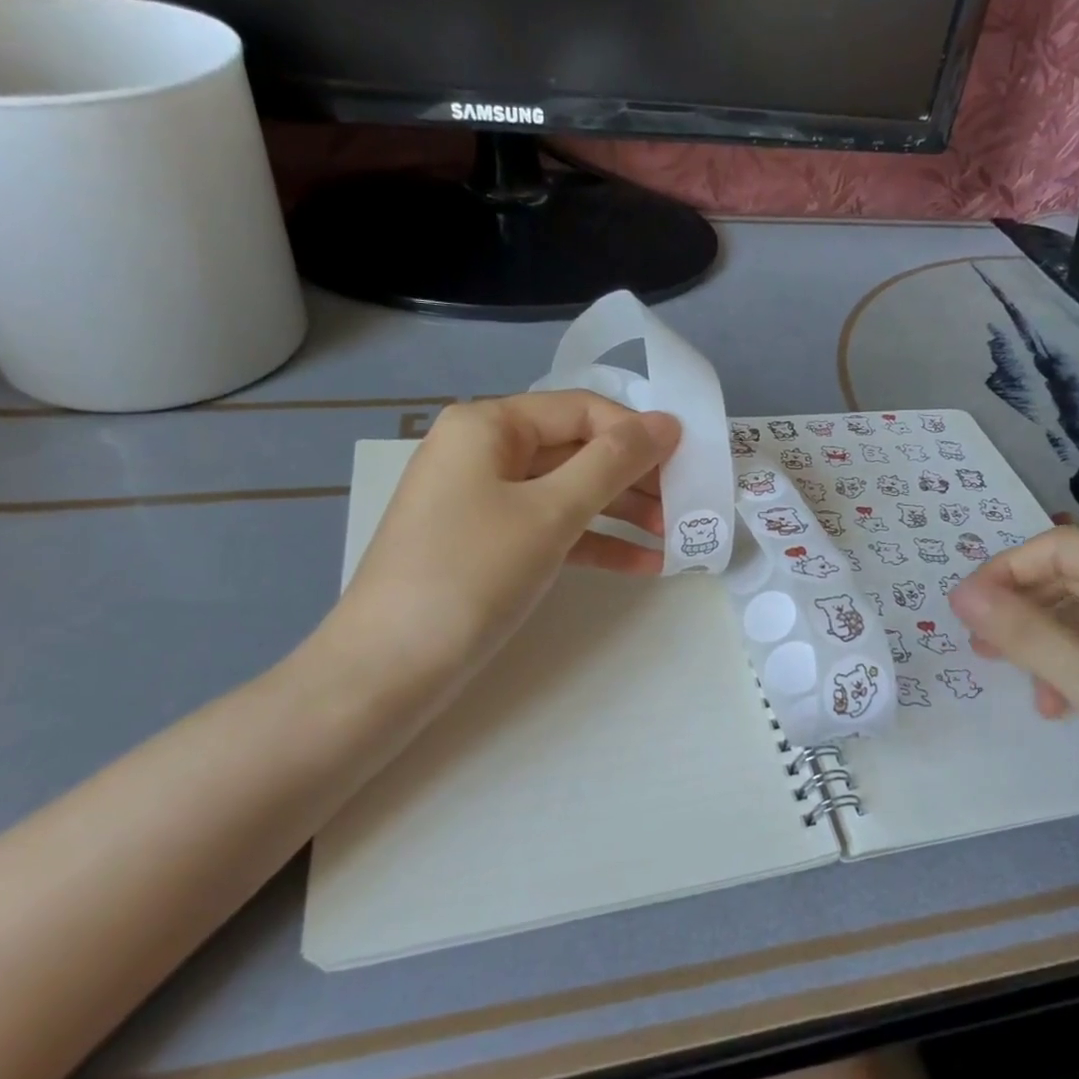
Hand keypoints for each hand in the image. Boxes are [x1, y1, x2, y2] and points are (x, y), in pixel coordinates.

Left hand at [321, 391, 680, 683]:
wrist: (388, 668)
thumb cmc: (471, 574)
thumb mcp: (550, 512)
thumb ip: (613, 463)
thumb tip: (666, 423)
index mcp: (488, 425)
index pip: (581, 410)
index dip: (638, 433)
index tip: (690, 463)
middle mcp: (483, 451)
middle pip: (576, 450)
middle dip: (634, 478)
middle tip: (685, 508)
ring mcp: (483, 500)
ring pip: (568, 492)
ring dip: (622, 513)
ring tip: (674, 540)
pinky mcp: (488, 544)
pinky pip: (550, 529)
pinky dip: (593, 543)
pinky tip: (642, 565)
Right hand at [948, 527, 1078, 847]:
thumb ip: (1025, 634)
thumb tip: (961, 593)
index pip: (1061, 548)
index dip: (1005, 571)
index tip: (964, 611)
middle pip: (1075, 581)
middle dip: (1022, 609)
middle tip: (979, 647)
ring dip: (1047, 646)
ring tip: (1020, 685)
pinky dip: (1078, 672)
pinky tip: (1064, 708)